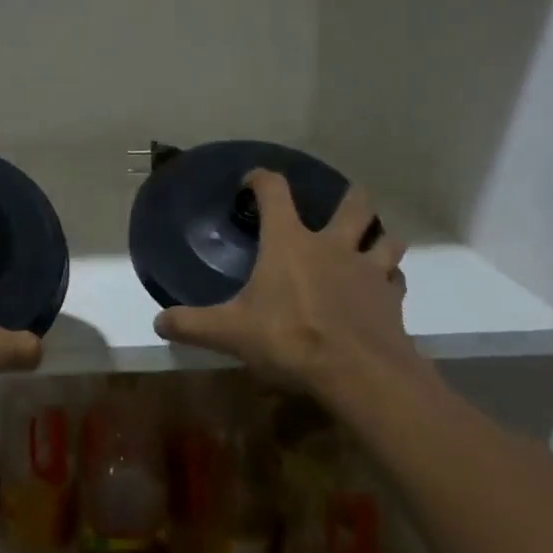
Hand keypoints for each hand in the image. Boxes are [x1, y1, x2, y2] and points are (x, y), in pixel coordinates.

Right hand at [153, 172, 428, 406]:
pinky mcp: (391, 298)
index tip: (252, 181)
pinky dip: (388, 278)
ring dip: (376, 236)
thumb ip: (192, 325)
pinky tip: (379, 288)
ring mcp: (367, 269)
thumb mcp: (230, 333)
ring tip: (367, 243)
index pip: (275, 191)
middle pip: (352, 204)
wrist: (359, 373)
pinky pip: (394, 278)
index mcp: (289, 242)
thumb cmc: (290, 338)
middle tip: (337, 205)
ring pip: (384, 237)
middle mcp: (332, 245)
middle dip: (348, 198)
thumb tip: (158, 324)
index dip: (262, 178)